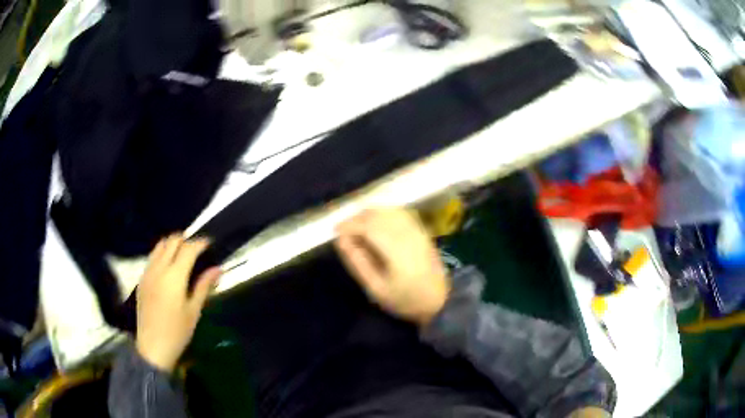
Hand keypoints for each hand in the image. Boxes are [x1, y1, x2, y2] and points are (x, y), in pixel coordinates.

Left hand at [136, 235, 220, 372]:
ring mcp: (147, 272)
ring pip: (159, 246)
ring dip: (172, 245)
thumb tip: (218, 269)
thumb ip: (204, 286)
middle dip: (185, 240)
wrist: (152, 347)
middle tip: (196, 249)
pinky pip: (152, 257)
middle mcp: (159, 268)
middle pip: (171, 241)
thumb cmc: (177, 332)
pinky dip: (162, 254)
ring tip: (182, 255)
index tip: (209, 243)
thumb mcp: (194, 311)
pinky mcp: (141, 279)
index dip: (200, 243)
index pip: (188, 249)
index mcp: (174, 276)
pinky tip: (168, 268)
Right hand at [334, 208, 450, 326]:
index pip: (369, 226)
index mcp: (396, 251)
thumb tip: (341, 240)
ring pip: (388, 210)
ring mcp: (417, 230)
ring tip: (356, 227)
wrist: (440, 301)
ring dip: (369, 214)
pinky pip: (400, 213)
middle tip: (343, 230)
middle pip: (378, 214)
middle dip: (356, 217)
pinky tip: (375, 224)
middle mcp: (408, 234)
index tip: (334, 231)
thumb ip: (358, 262)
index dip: (349, 225)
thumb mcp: (376, 289)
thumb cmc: (405, 300)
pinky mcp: (422, 230)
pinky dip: (383, 213)